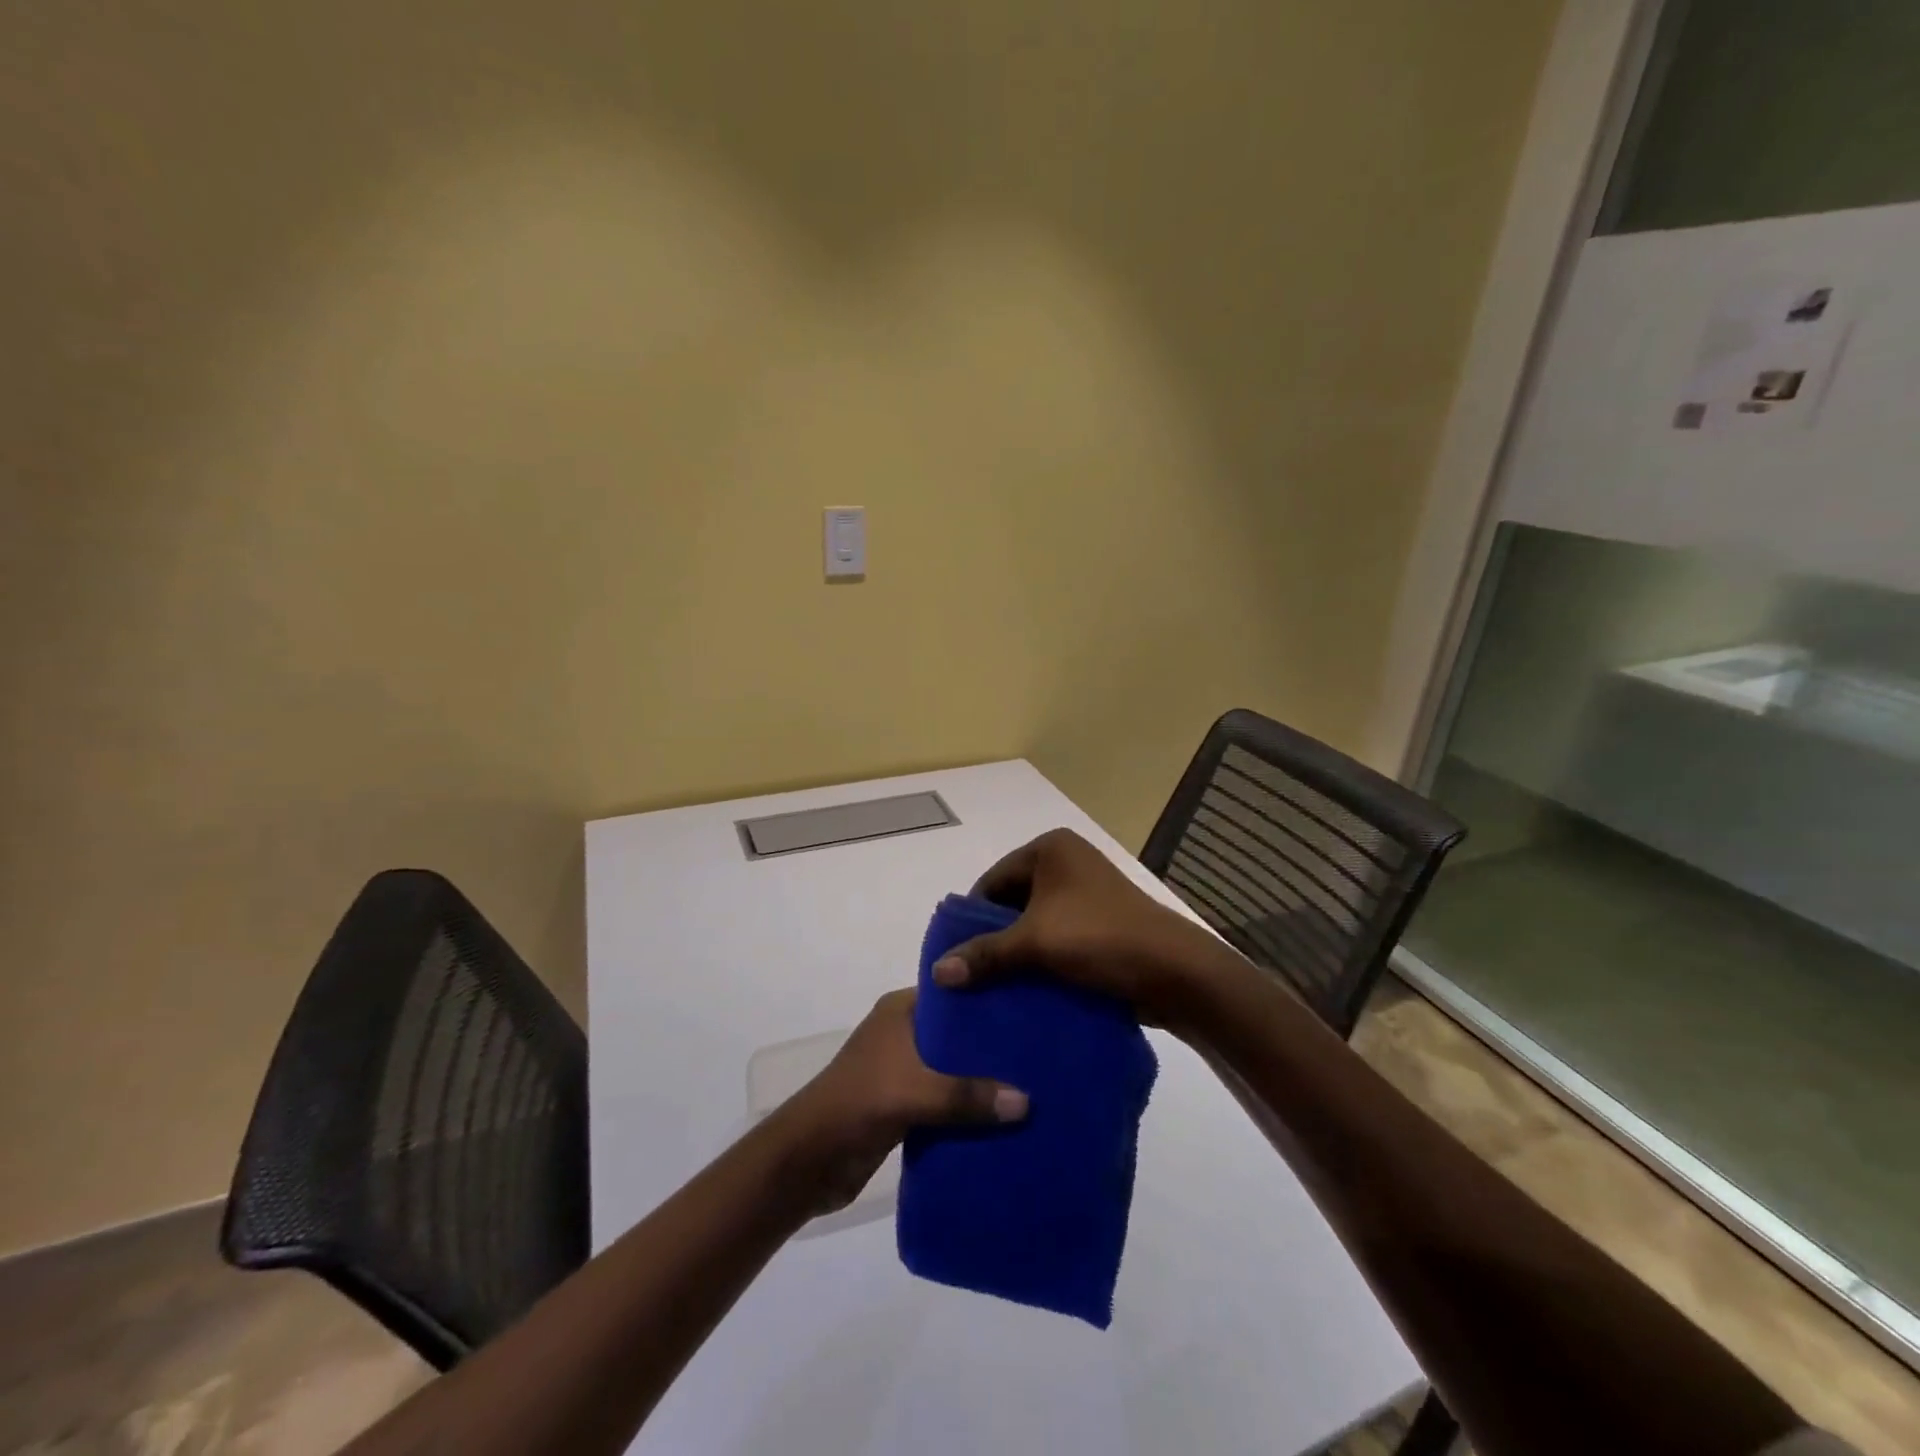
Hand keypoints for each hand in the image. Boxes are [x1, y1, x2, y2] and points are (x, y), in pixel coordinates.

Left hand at [782, 989, 1026, 1216]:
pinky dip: (969, 1109)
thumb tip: (1026, 1102)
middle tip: (1042, 1051)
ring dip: (983, 1081)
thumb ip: (968, 1096)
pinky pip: (946, 1101)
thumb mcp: (915, 1092)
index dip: (989, 998)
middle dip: (993, 1046)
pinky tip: (1006, 1119)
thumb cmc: (857, 1103)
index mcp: (900, 1011)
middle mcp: (903, 1033)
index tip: (1032, 1005)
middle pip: (957, 1034)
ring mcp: (902, 1070)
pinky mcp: (904, 1105)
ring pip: (953, 1069)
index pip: (954, 993)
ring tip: (1035, 1084)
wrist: (807, 1161)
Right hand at [930, 827, 1225, 1027]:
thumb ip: (984, 954)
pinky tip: (1026, 989)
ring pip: (1036, 923)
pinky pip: (1058, 937)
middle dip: (995, 938)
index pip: (993, 880)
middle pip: (1013, 902)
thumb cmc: (1099, 938)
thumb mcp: (1035, 943)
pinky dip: (1042, 960)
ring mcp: (1087, 893)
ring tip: (994, 987)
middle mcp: (1067, 863)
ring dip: (1018, 953)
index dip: (973, 918)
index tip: (956, 955)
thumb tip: (936, 973)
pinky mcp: (1101, 923)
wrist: (1173, 970)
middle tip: (972, 975)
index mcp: (1050, 849)